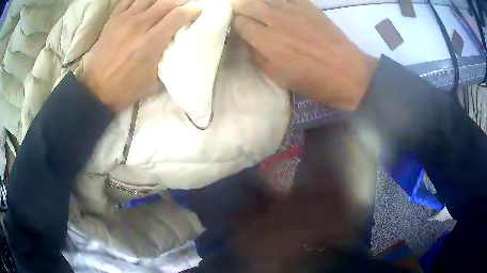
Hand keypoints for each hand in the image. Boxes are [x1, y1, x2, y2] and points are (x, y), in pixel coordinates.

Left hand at [80, 0, 200, 111]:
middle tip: (187, 3)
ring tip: (167, 2)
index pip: (177, 16)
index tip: (198, 9)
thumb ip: (165, 55)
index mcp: (150, 42)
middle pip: (166, 3)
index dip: (192, 10)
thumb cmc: (125, 88)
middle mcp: (139, 26)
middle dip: (181, 1)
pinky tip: (146, 2)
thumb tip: (174, 40)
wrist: (96, 89)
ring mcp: (124, 20)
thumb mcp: (153, 79)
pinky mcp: (113, 19)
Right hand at [232, 0, 377, 110]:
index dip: (235, 24)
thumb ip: (259, 57)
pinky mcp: (308, 6)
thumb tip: (250, 42)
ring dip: (256, 1)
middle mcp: (275, 20)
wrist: (348, 73)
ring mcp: (292, 9)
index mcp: (266, 41)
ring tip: (257, 8)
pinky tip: (277, 5)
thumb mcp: (279, 78)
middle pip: (246, 4)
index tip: (238, 27)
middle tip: (242, 14)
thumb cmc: (314, 81)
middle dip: (240, 8)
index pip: (239, 22)